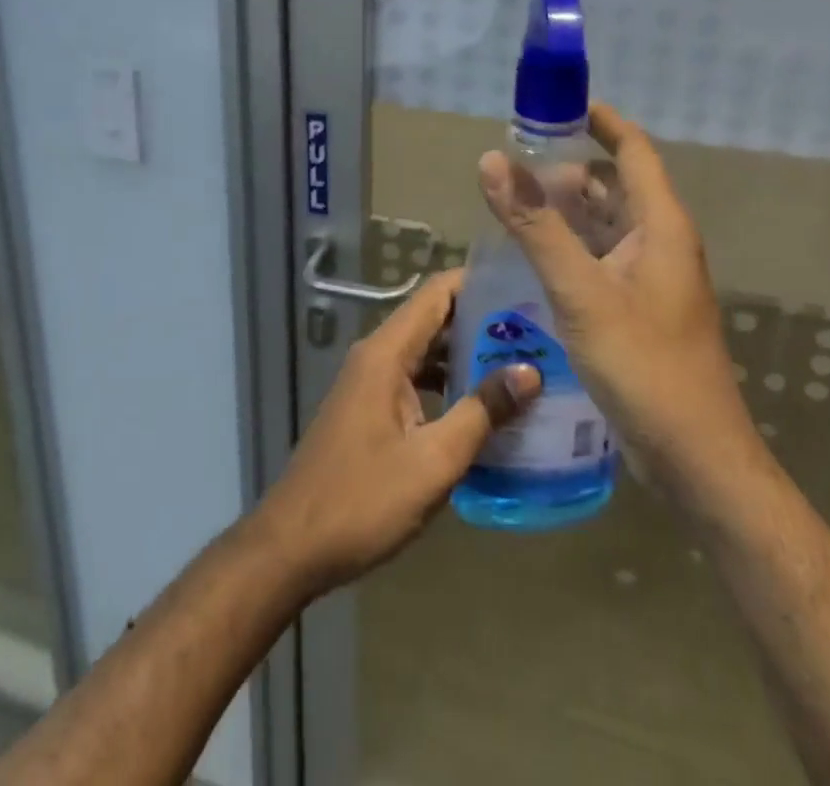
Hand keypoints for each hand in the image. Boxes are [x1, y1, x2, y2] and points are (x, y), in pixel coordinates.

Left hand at [253, 271, 539, 598]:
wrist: (293, 546)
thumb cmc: (363, 500)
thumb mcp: (433, 461)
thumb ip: (481, 412)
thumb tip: (529, 371)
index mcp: (386, 353)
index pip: (437, 293)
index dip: (479, 283)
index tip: (524, 287)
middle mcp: (376, 356)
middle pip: (434, 319)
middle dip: (483, 321)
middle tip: (537, 330)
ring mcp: (370, 382)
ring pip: (426, 351)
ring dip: (468, 355)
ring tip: (522, 363)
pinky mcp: (370, 409)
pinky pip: (416, 379)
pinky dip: (448, 383)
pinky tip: (483, 406)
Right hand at [477, 103, 756, 501]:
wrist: (695, 457)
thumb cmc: (645, 365)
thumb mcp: (581, 292)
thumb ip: (536, 226)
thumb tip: (493, 161)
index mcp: (661, 225)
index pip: (633, 150)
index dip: (600, 120)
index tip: (555, 106)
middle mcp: (661, 242)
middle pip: (614, 186)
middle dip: (567, 169)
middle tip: (513, 165)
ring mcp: (653, 278)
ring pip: (606, 225)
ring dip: (566, 211)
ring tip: (513, 206)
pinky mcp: (641, 308)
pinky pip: (603, 259)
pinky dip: (571, 247)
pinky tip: (534, 258)